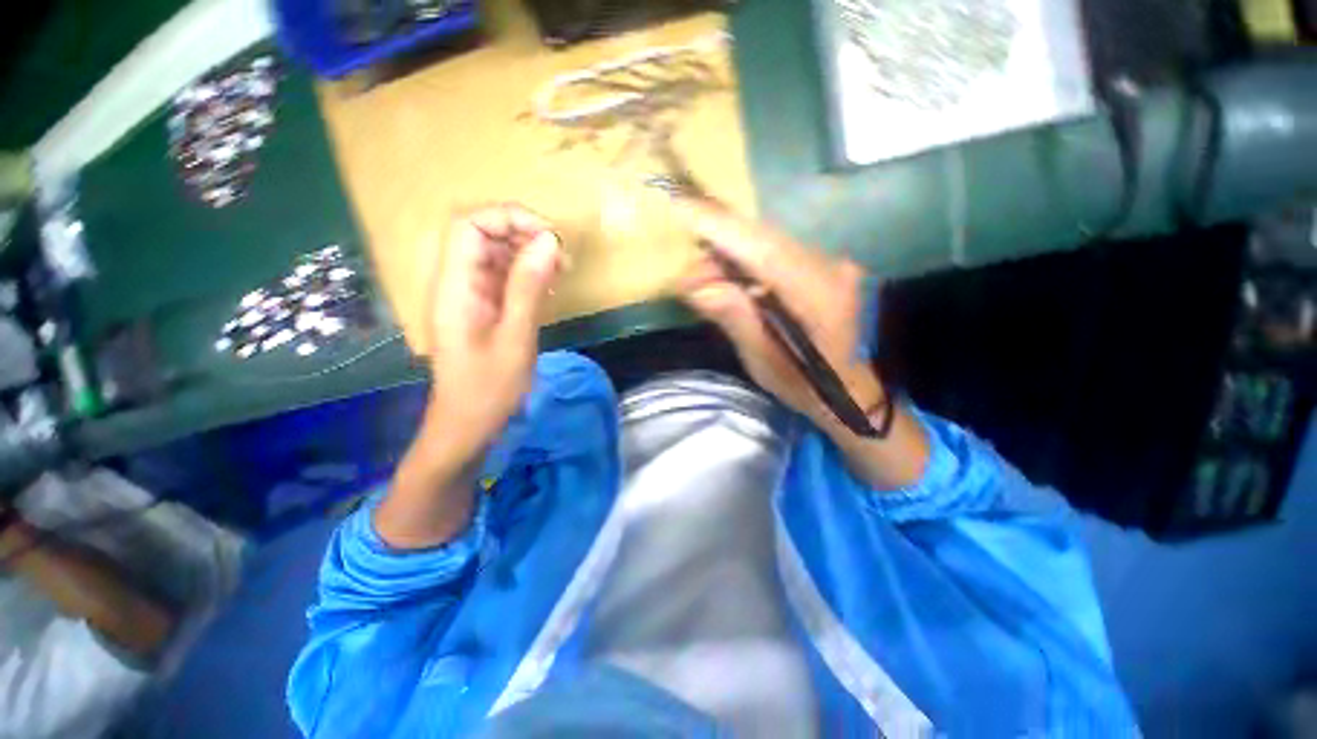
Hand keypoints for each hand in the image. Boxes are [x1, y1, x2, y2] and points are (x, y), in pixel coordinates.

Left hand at [424, 204, 563, 459]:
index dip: (508, 218)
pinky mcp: (481, 308)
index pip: (469, 225)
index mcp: (454, 287)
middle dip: (524, 235)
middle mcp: (456, 283)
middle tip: (561, 258)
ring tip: (561, 273)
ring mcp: (468, 296)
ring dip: (529, 255)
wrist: (467, 426)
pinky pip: (502, 277)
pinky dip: (528, 275)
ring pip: (495, 255)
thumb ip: (528, 287)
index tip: (549, 237)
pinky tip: (549, 289)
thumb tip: (549, 242)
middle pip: (482, 235)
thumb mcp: (515, 338)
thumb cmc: (489, 389)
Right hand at [676, 199, 928, 488]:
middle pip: (764, 238)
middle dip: (718, 241)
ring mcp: (828, 263)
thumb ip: (735, 318)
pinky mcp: (821, 265)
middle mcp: (828, 267)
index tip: (684, 208)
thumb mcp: (764, 361)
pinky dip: (745, 259)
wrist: (851, 391)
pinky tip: (728, 278)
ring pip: (768, 241)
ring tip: (702, 278)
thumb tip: (695, 284)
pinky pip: (775, 251)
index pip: (763, 250)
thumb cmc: (806, 385)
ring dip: (730, 252)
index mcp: (817, 295)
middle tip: (686, 263)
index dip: (722, 229)